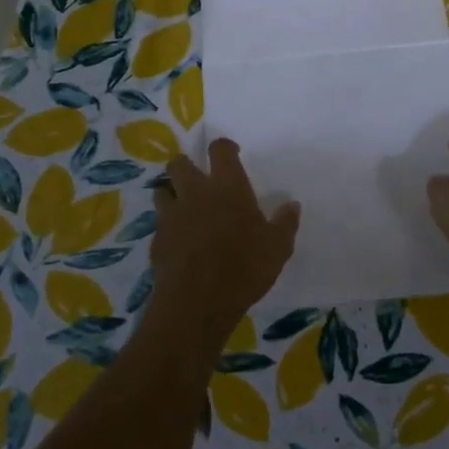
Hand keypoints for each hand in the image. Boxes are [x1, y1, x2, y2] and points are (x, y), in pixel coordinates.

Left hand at [147, 139, 299, 367]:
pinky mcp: (157, 238)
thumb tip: (292, 205)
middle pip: (179, 163)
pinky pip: (160, 221)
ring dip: (172, 192)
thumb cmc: (244, 268)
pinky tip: (179, 239)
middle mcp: (195, 193)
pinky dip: (167, 224)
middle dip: (187, 165)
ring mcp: (172, 215)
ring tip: (184, 205)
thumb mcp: (277, 248)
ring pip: (162, 189)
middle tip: (200, 179)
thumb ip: (285, 223)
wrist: (197, 302)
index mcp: (227, 187)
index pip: (220, 150)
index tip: (231, 152)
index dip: (224, 146)